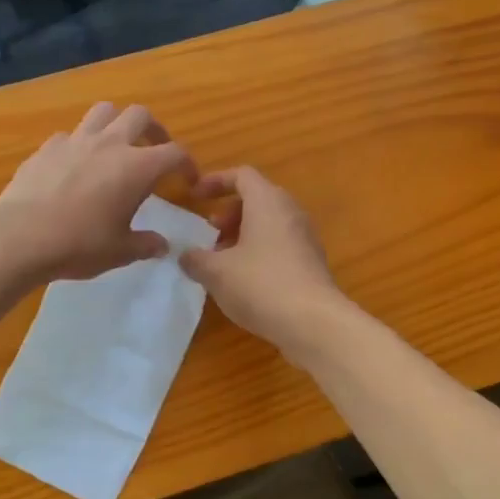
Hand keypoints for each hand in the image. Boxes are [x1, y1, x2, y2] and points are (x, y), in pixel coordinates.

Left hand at [0, 103, 196, 282]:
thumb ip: (146, 244)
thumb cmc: (80, 244)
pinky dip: (80, 144)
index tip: (188, 180)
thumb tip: (162, 245)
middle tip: (154, 151)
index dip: (187, 164)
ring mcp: (75, 141)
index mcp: (137, 167)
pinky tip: (76, 166)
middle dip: (154, 130)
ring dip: (116, 123)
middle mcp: (110, 144)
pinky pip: (70, 135)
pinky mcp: (46, 148)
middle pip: (140, 116)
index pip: (174, 153)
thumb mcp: (121, 252)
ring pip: (104, 112)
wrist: (20, 236)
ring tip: (116, 147)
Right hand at [179, 167, 350, 360]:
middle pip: (257, 199)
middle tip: (210, 233)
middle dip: (229, 213)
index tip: (194, 197)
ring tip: (223, 261)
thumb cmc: (260, 285)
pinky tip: (244, 281)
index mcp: (267, 201)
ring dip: (243, 236)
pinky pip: (280, 246)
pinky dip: (259, 253)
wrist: (313, 322)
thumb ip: (195, 259)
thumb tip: (186, 256)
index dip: (215, 181)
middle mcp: (290, 212)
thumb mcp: (216, 272)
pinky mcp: (311, 263)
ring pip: (269, 224)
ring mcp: (305, 238)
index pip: (242, 175)